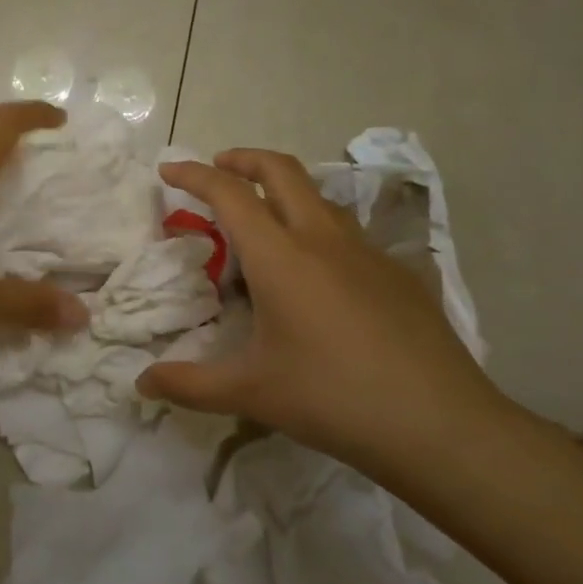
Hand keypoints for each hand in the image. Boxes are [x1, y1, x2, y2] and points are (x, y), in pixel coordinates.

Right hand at [137, 149, 501, 466]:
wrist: (440, 424)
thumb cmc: (332, 398)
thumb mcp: (250, 393)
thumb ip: (189, 384)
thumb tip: (142, 383)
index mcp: (280, 256)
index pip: (229, 194)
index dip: (194, 174)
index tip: (168, 169)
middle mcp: (322, 239)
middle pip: (281, 170)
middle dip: (243, 158)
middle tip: (218, 167)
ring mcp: (367, 252)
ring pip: (318, 197)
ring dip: (283, 191)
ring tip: (263, 221)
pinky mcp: (398, 273)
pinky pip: (347, 234)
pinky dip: (317, 230)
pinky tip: (318, 276)